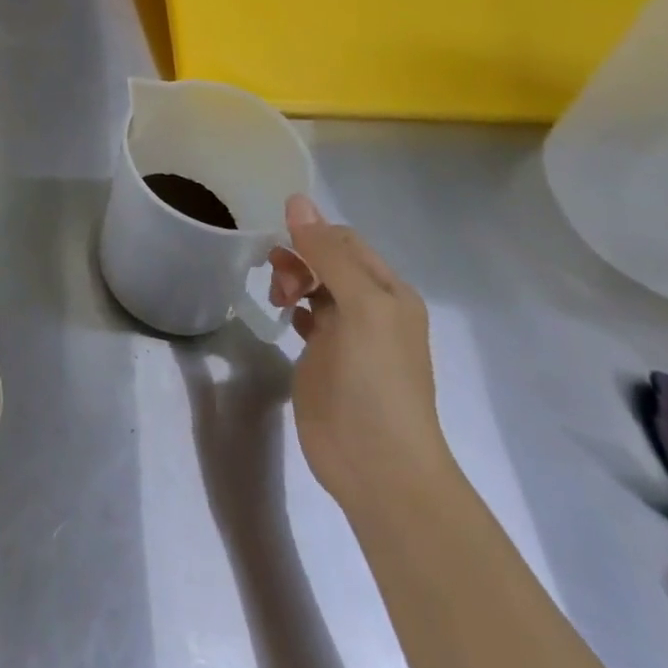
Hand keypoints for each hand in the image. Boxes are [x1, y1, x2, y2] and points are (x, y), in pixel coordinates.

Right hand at [269, 196, 454, 514]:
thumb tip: (296, 200)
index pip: (344, 240)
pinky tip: (285, 317)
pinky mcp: (324, 358)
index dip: (311, 236)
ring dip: (292, 279)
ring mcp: (347, 335)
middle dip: (298, 259)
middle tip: (279, 282)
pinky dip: (292, 307)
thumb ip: (327, 253)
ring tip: (278, 298)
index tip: (284, 251)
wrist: (378, 466)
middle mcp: (371, 307)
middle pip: (326, 259)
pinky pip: (305, 315)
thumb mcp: (360, 306)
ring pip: (314, 284)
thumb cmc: (375, 380)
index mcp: (389, 291)